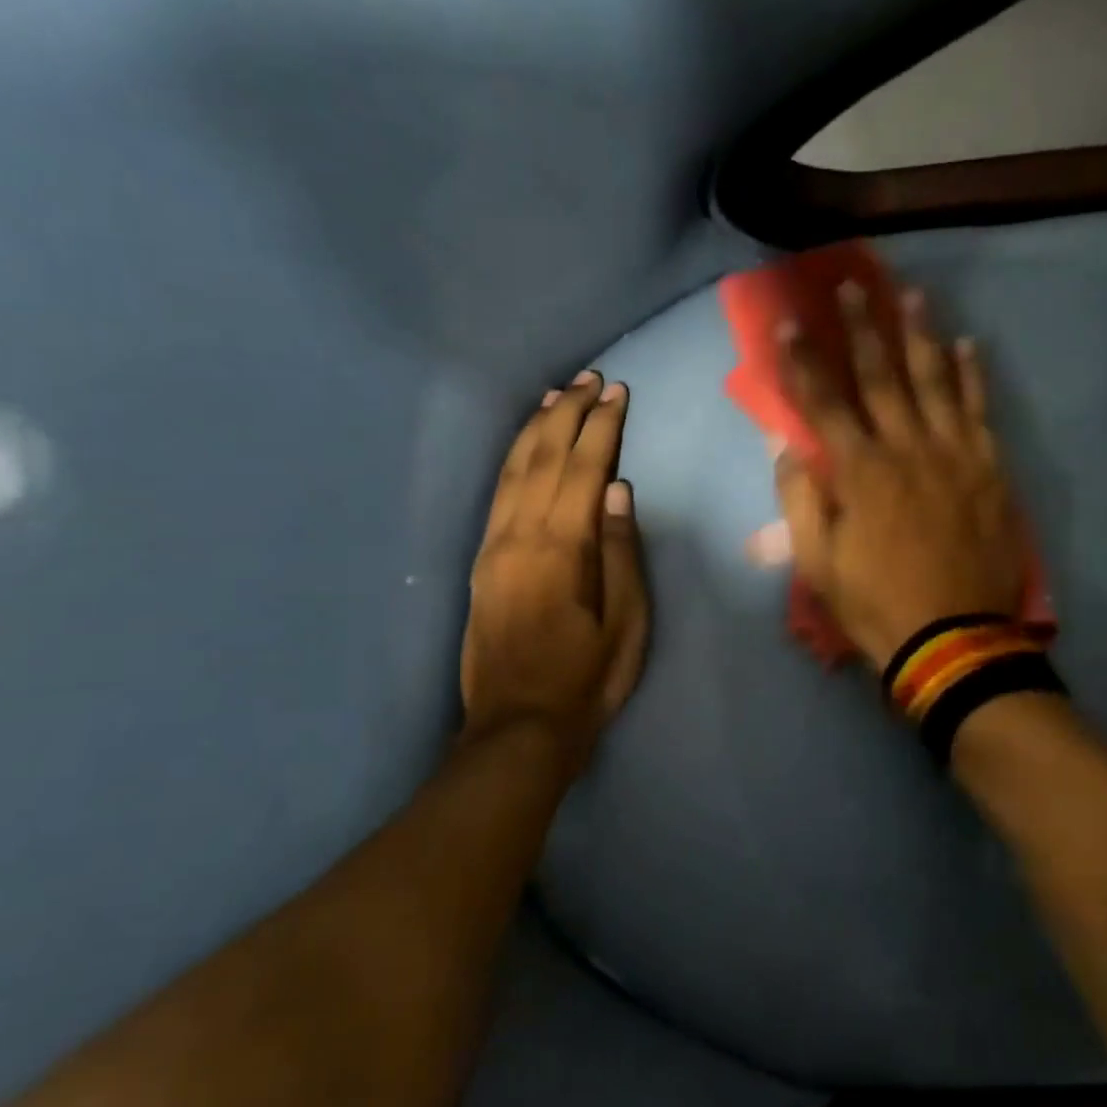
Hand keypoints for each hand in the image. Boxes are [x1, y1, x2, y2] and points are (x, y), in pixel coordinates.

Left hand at [460, 372, 648, 753]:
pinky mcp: (481, 561)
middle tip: (592, 379)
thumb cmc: (587, 679)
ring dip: (537, 427)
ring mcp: (493, 546)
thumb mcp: (626, 624)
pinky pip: (496, 493)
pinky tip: (525, 445)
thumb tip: (617, 489)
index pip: (583, 470)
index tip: (619, 393)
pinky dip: (513, 458)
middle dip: (569, 413)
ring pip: (513, 469)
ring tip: (560, 395)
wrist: (518, 727)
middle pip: (543, 458)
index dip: (602, 428)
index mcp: (560, 550)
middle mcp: (519, 536)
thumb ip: (620, 553)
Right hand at [776, 286, 1024, 668]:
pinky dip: (973, 376)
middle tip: (851, 286)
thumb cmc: (876, 604)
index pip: (823, 404)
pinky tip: (968, 345)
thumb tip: (787, 448)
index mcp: (860, 473)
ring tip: (911, 295)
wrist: (954, 639)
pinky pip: (979, 411)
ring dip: (920, 335)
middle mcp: (906, 449)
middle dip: (861, 329)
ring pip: (934, 381)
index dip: (803, 363)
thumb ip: (801, 501)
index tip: (790, 325)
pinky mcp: (989, 470)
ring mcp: (953, 455)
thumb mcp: (819, 564)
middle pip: (880, 377)